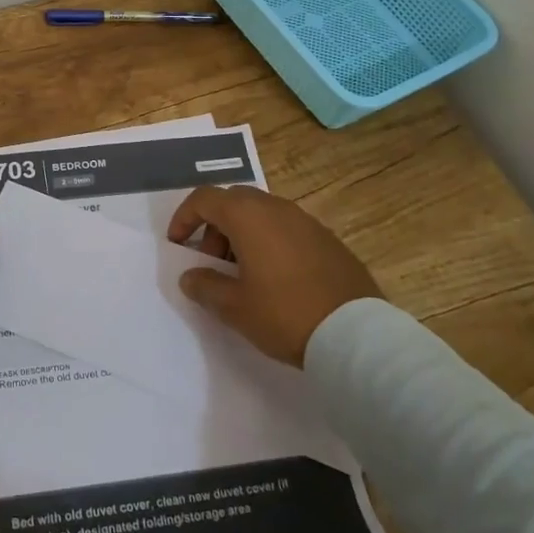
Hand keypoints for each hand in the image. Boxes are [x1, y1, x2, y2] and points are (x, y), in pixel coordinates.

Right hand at [167, 186, 378, 367]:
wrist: (355, 333)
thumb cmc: (285, 314)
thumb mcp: (234, 307)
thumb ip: (205, 286)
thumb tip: (190, 276)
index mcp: (248, 216)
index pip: (204, 198)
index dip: (184, 217)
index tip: (178, 244)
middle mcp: (275, 207)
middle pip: (233, 201)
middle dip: (214, 226)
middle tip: (211, 262)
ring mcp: (305, 220)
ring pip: (261, 213)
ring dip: (242, 234)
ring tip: (242, 274)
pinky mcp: (327, 238)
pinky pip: (286, 228)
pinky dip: (269, 241)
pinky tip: (275, 278)